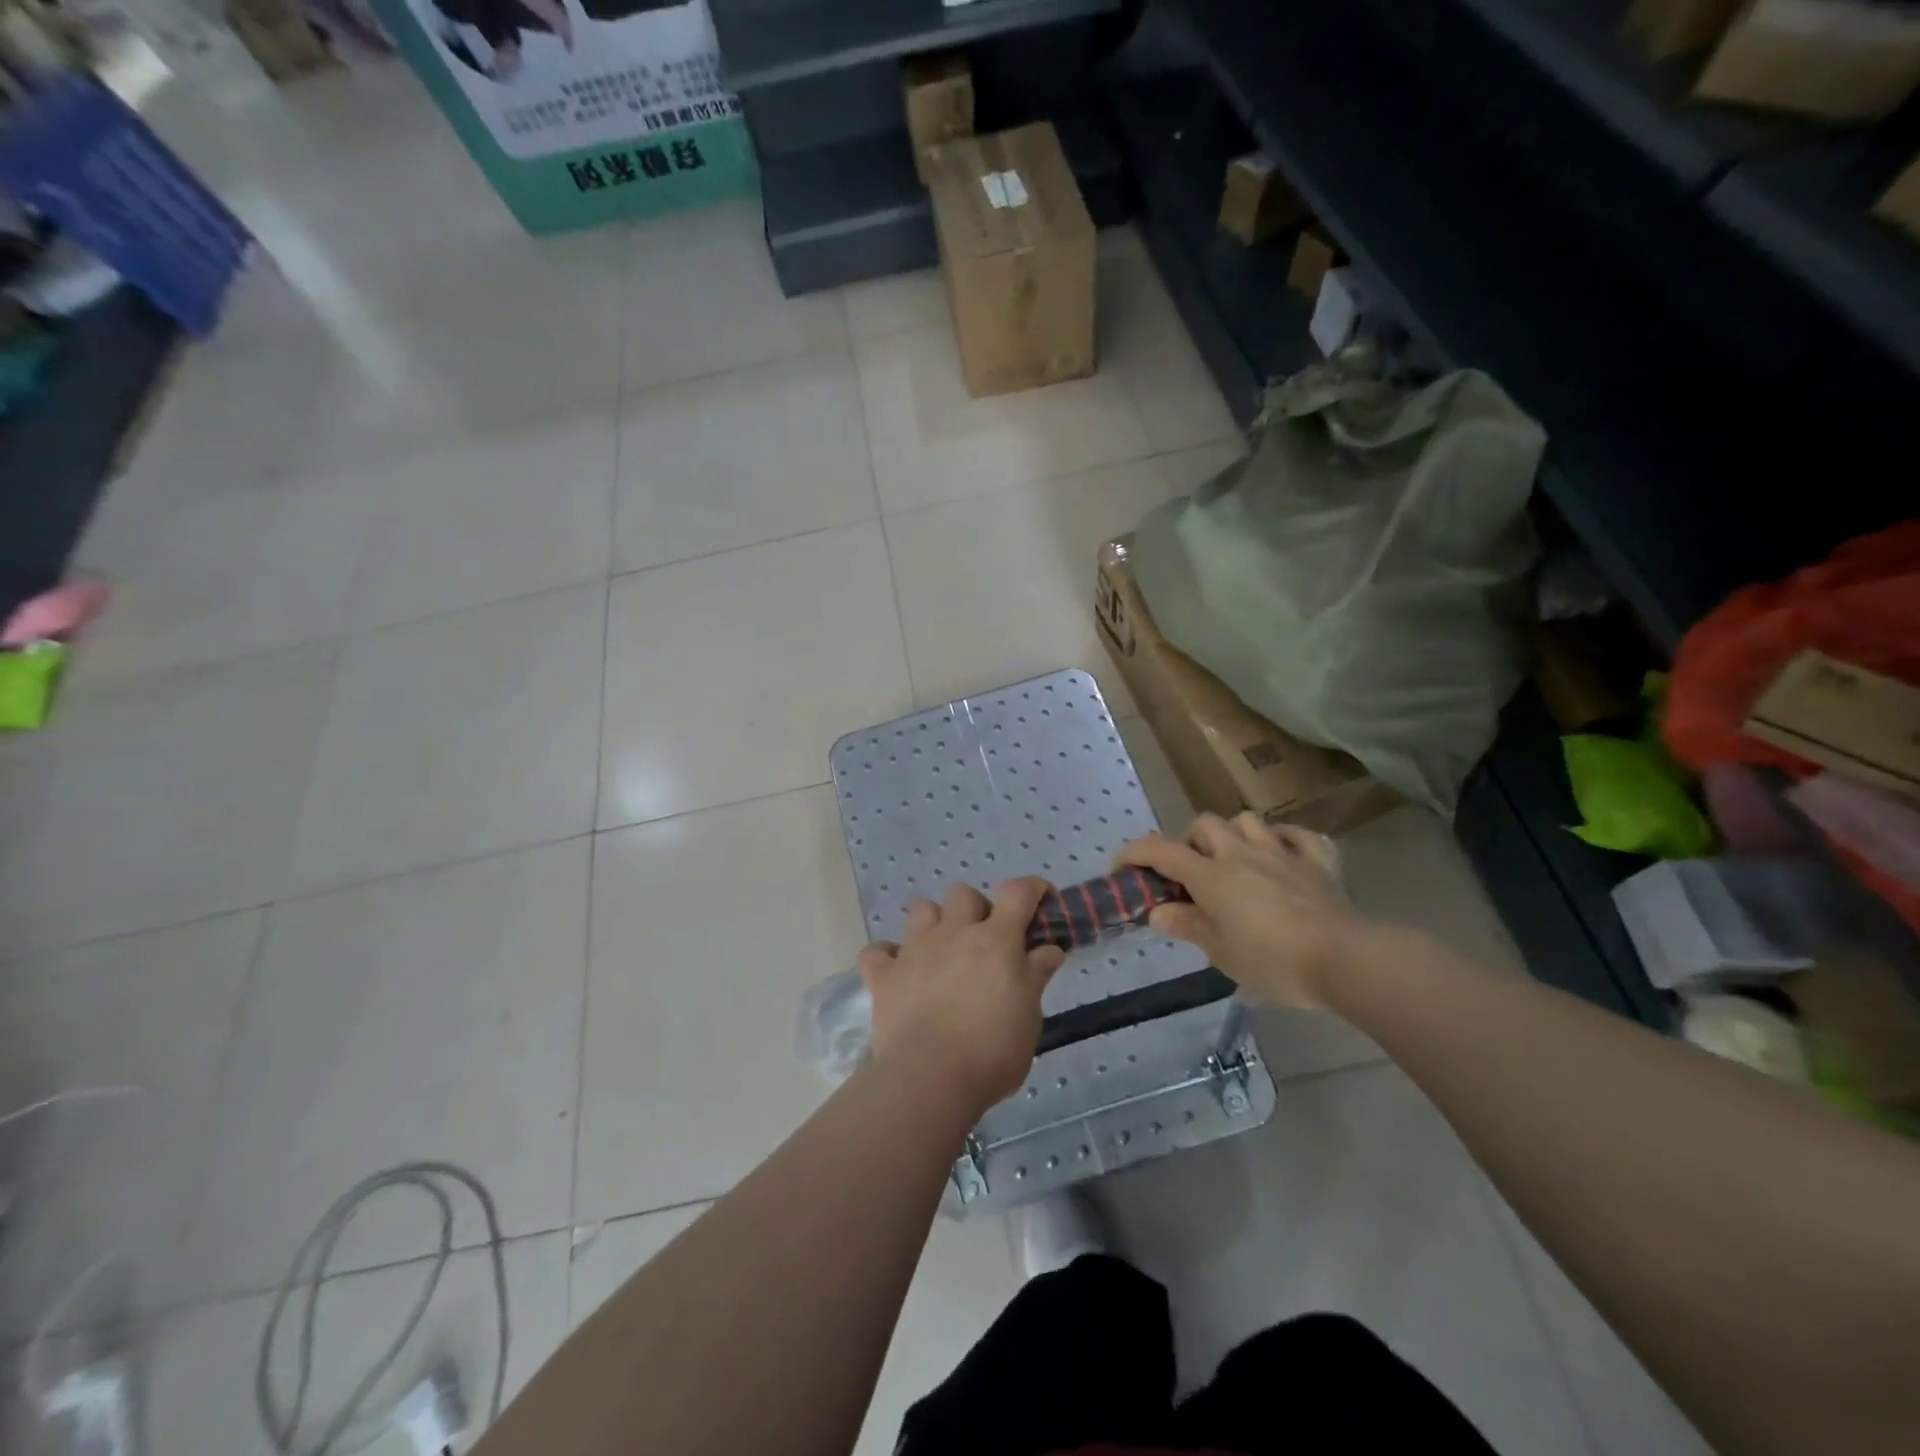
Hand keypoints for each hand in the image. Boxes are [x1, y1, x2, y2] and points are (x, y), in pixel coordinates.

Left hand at [858, 879, 1066, 1114]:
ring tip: (942, 949)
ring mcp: (914, 950)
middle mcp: (954, 933)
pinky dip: (888, 956)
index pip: (1017, 893)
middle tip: (986, 939)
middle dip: (977, 908)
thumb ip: (1036, 974)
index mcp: (995, 940)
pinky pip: (878, 951)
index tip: (1042, 898)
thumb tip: (1049, 948)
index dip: (1033, 888)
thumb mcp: (1030, 1015)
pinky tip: (898, 972)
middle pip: (964, 893)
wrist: (930, 1078)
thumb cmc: (992, 1050)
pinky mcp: (884, 975)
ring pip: (921, 909)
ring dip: (934, 921)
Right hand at [1116, 813, 1361, 1007]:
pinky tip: (1281, 854)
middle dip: (1190, 841)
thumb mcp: (1219, 952)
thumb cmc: (1272, 960)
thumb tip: (1158, 912)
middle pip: (1204, 825)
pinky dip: (1284, 839)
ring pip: (1248, 821)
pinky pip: (1298, 835)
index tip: (1121, 865)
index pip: (1161, 851)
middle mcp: (1240, 854)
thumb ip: (1187, 926)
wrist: (1344, 959)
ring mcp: (1281, 852)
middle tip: (1191, 871)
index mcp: (1211, 876)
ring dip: (1233, 834)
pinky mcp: (1317, 861)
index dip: (1135, 853)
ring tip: (1233, 858)